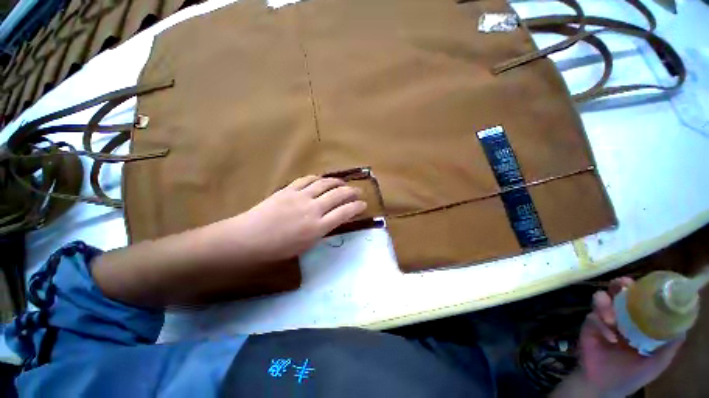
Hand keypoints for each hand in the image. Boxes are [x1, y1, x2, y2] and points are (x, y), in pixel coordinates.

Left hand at [232, 175, 366, 261]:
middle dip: (352, 192)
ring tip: (343, 183)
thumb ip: (322, 231)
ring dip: (338, 182)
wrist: (249, 238)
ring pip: (325, 183)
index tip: (363, 204)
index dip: (357, 207)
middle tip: (359, 191)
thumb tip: (332, 220)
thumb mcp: (305, 245)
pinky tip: (322, 180)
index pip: (345, 213)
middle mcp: (313, 209)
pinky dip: (318, 178)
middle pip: (338, 195)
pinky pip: (307, 179)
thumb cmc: (277, 249)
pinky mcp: (289, 189)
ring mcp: (300, 196)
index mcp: (318, 227)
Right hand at [576, 277, 683, 396]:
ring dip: (605, 304)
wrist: (604, 385)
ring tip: (611, 319)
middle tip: (621, 286)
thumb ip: (668, 347)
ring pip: (599, 300)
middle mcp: (619, 317)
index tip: (642, 283)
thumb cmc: (632, 375)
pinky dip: (600, 325)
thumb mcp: (655, 363)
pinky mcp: (588, 326)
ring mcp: (602, 320)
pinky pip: (592, 318)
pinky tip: (608, 337)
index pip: (637, 299)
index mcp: (636, 323)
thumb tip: (683, 327)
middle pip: (616, 293)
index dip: (639, 289)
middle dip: (618, 286)